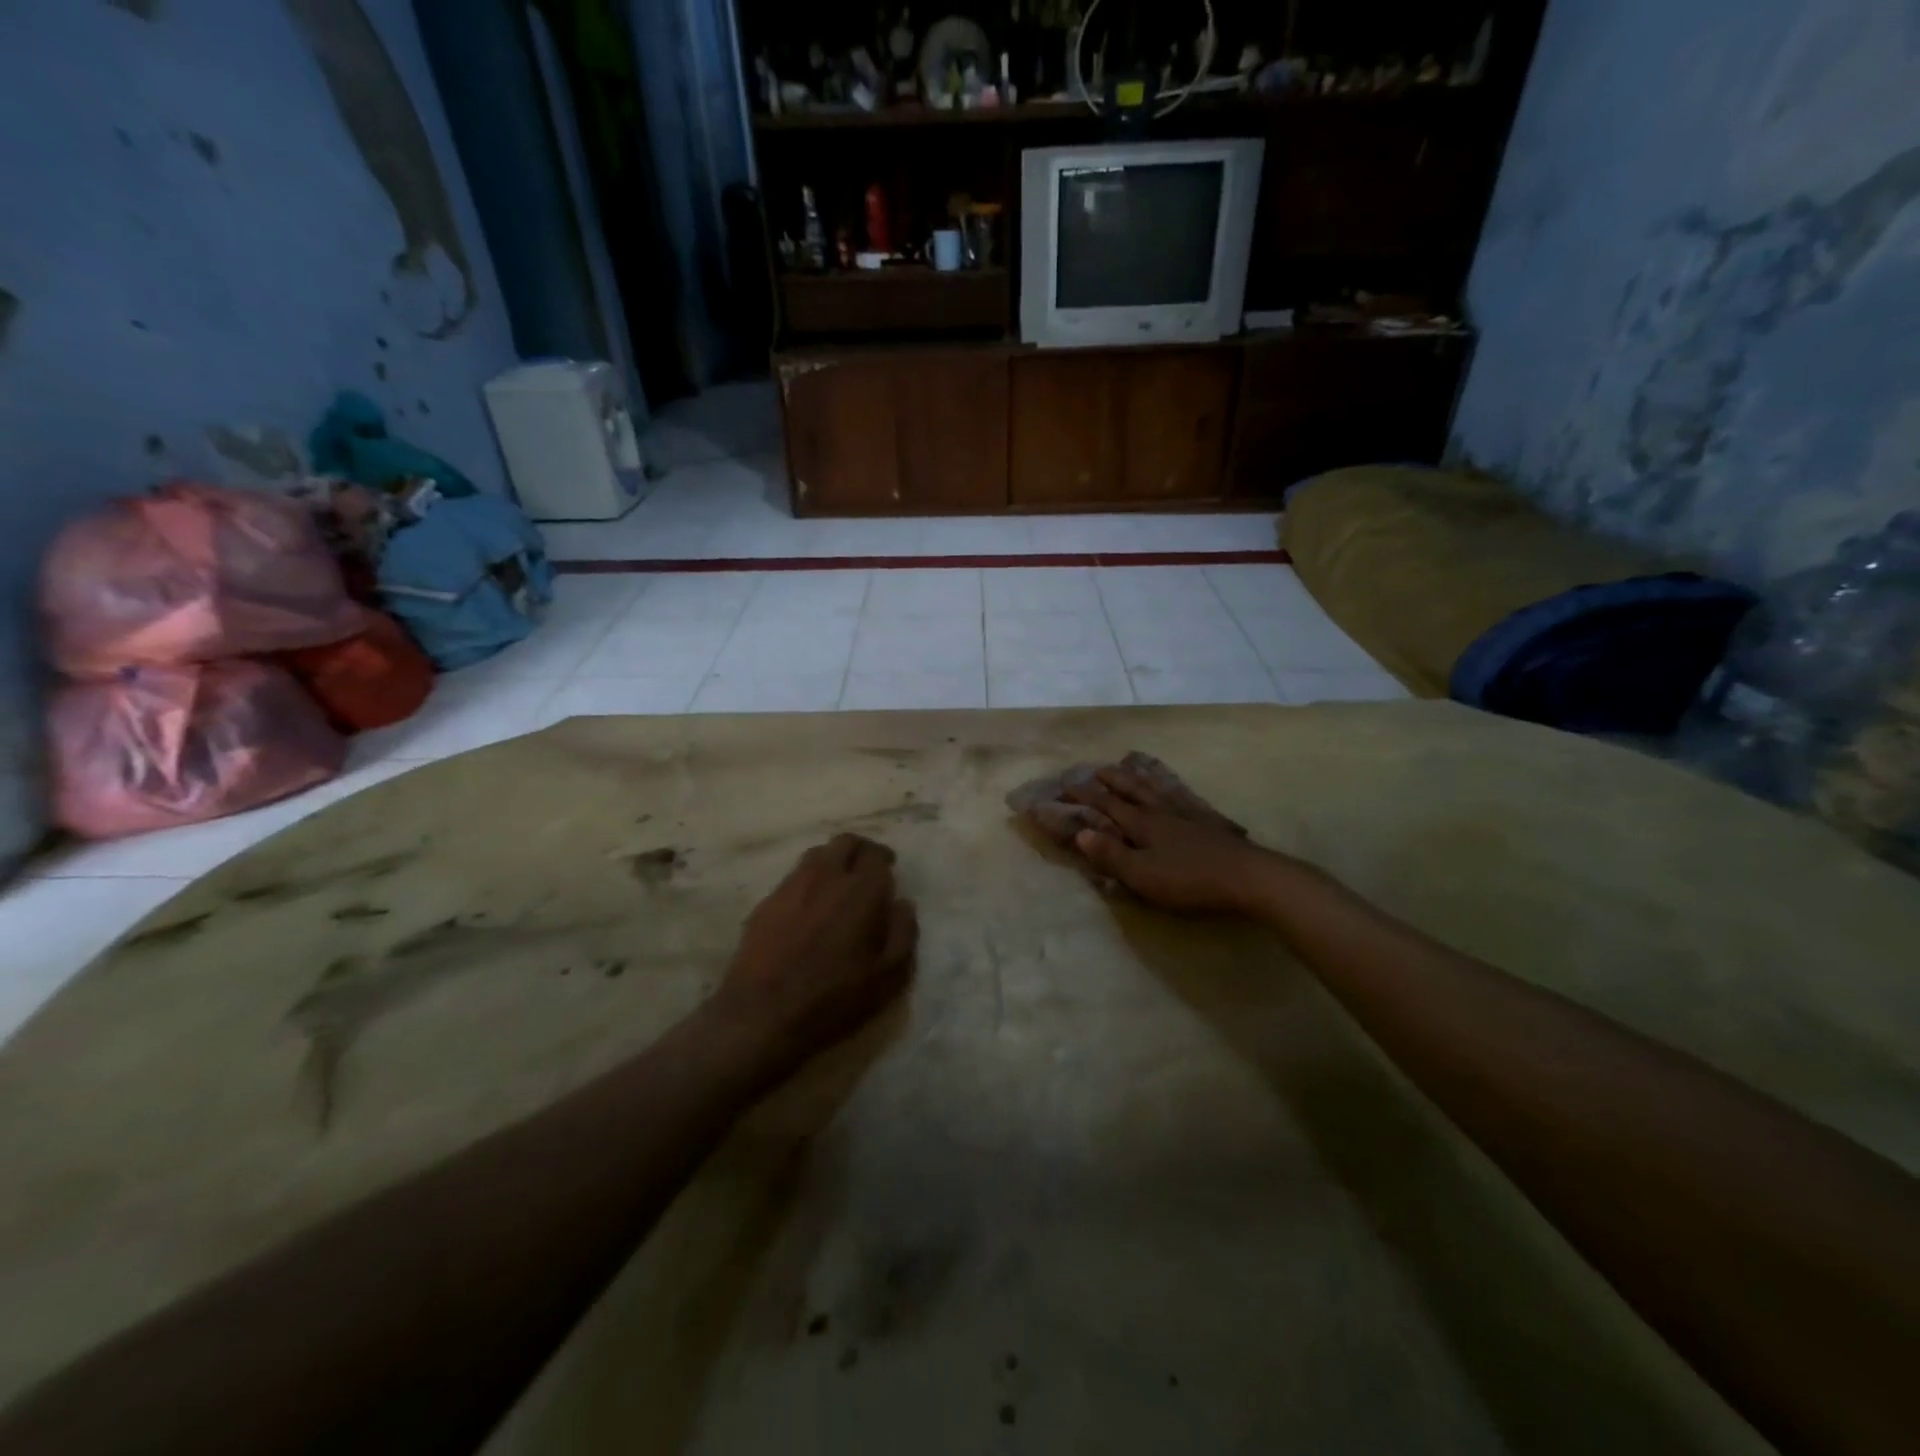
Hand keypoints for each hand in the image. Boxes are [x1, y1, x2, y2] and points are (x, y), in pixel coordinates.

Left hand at [715, 833, 917, 1068]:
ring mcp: (792, 886)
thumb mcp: (887, 977)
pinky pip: (794, 875)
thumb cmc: (833, 999)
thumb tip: (903, 903)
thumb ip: (903, 933)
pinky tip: (810, 905)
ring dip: (833, 860)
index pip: (875, 855)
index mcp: (860, 891)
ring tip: (838, 883)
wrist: (761, 1015)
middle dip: (860, 850)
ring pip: (817, 853)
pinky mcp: (767, 901)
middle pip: (845, 842)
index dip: (884, 859)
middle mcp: (826, 877)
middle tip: (867, 870)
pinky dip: (809, 879)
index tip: (889, 871)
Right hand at [1064, 766, 1282, 915]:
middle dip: (1111, 780)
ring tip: (1131, 767)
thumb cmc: (1189, 879)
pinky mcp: (1210, 823)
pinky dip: (1171, 790)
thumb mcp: (1142, 875)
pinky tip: (1175, 792)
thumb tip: (1079, 833)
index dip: (1085, 795)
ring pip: (1157, 789)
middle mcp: (1161, 812)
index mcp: (1141, 824)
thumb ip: (1110, 855)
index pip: (1107, 804)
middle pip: (1132, 790)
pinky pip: (1183, 798)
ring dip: (1139, 778)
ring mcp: (1188, 815)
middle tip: (1096, 769)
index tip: (1065, 785)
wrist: (1248, 877)